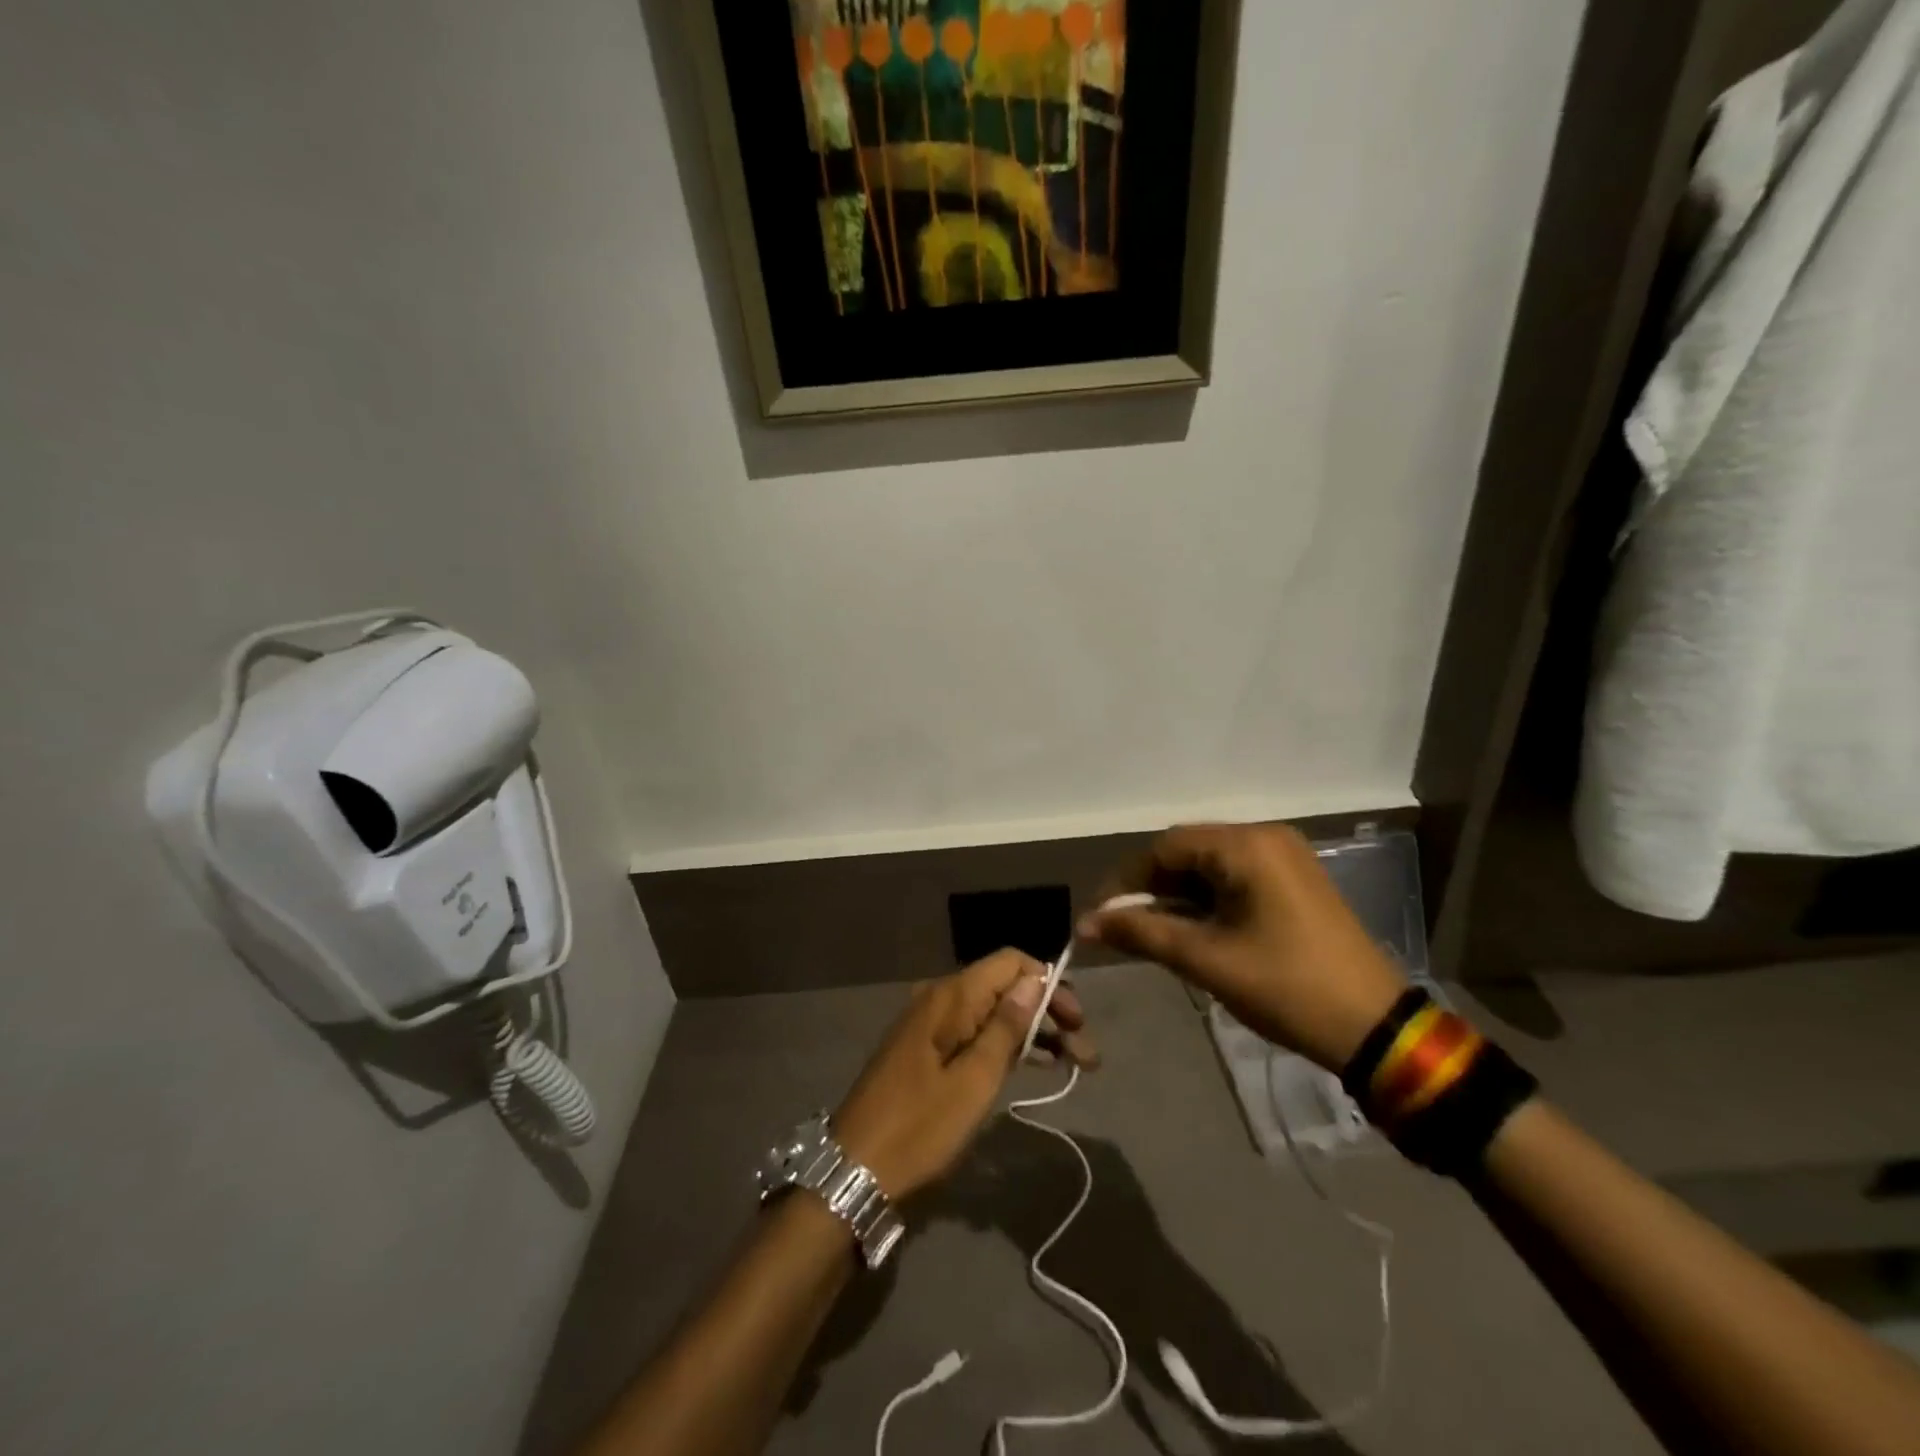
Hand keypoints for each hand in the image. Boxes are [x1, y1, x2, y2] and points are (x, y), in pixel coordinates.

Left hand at [833, 949, 1094, 1200]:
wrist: (855, 1170)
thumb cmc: (919, 1127)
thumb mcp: (974, 1081)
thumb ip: (1006, 1027)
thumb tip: (1034, 979)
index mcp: (950, 997)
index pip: (1010, 962)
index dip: (1048, 983)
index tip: (1076, 1021)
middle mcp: (939, 998)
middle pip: (1004, 987)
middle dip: (1048, 1013)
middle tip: (1086, 1054)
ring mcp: (930, 1025)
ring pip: (992, 1012)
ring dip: (1033, 1033)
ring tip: (1074, 1064)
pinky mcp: (926, 1050)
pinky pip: (974, 1033)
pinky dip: (1005, 1046)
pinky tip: (1033, 1065)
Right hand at [1079, 824, 1409, 1072]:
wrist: (1376, 1029)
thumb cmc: (1286, 987)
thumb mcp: (1206, 960)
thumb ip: (1141, 933)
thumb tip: (1085, 923)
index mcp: (1247, 845)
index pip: (1166, 847)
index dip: (1127, 881)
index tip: (1103, 917)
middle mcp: (1266, 838)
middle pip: (1188, 853)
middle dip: (1152, 890)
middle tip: (1125, 930)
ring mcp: (1286, 859)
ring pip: (1210, 867)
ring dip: (1178, 898)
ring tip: (1155, 936)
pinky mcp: (1296, 882)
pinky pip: (1236, 879)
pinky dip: (1208, 902)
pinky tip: (1194, 932)